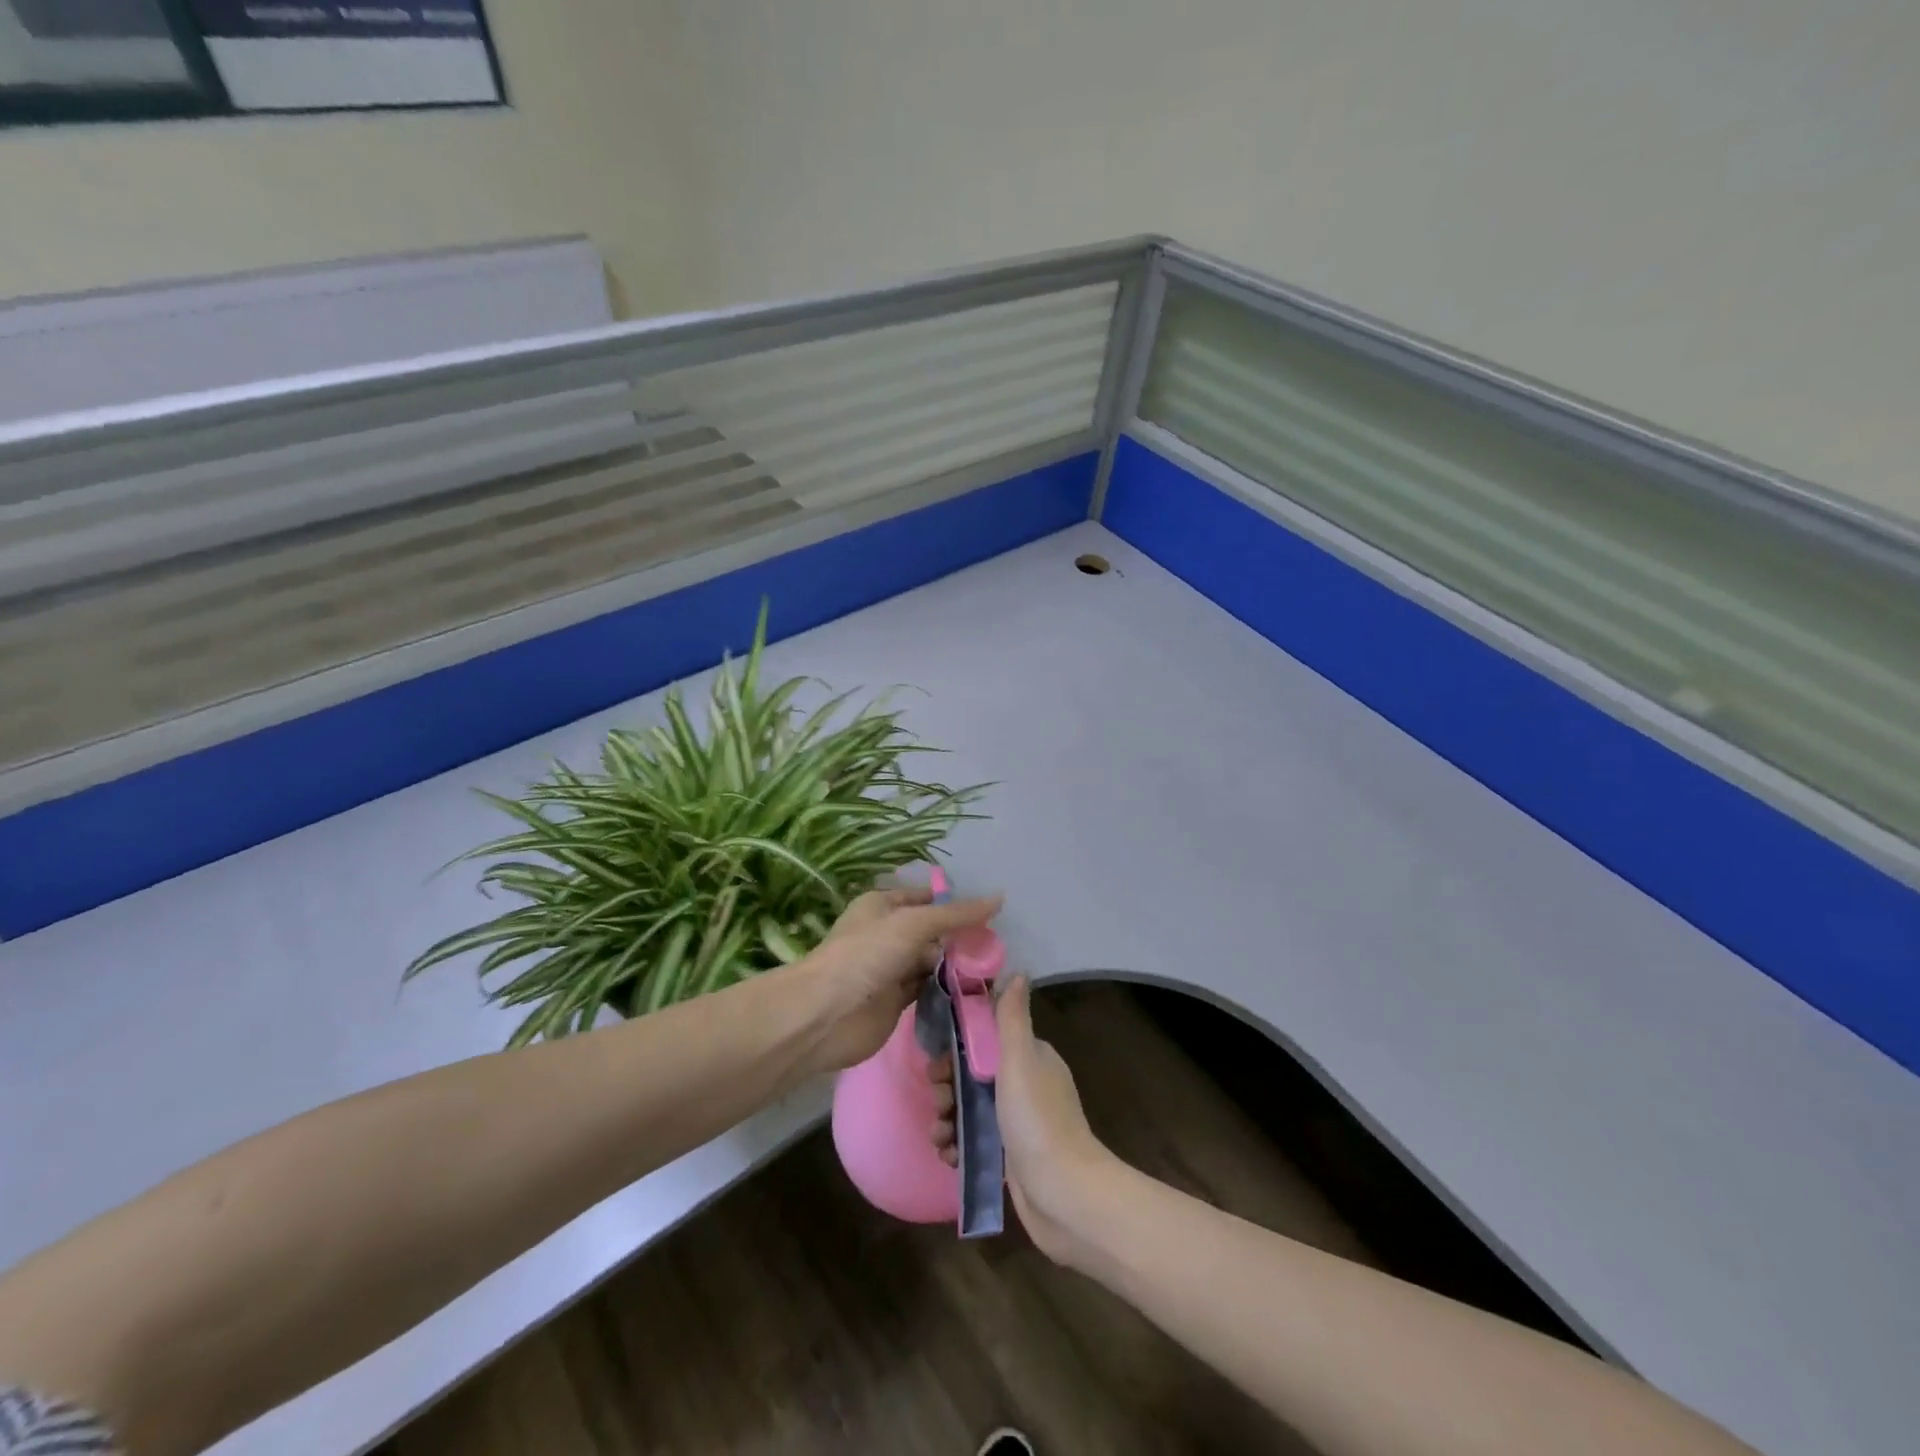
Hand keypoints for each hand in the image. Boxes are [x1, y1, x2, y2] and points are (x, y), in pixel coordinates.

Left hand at [783, 883, 1001, 1074]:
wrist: (826, 1015)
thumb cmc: (867, 954)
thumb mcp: (914, 923)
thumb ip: (956, 915)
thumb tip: (1000, 898)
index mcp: (883, 906)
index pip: (926, 898)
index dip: (954, 904)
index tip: (992, 914)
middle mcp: (888, 934)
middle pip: (932, 932)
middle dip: (961, 938)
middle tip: (999, 947)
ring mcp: (891, 969)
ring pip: (933, 962)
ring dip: (958, 966)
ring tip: (996, 969)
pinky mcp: (897, 1002)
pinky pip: (929, 989)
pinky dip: (948, 990)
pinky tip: (976, 991)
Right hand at [931, 974, 1117, 1265]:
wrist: (1064, 1195)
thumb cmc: (1037, 1120)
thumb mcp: (1020, 1061)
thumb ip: (1012, 1018)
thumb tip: (1017, 970)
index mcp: (1031, 1058)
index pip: (986, 1040)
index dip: (958, 1048)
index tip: (937, 1062)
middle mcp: (1026, 1084)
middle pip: (974, 1075)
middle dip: (949, 1088)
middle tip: (938, 1103)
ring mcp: (1019, 1122)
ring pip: (972, 1110)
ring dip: (949, 1119)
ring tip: (938, 1136)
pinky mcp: (1012, 1156)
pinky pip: (976, 1141)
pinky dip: (959, 1145)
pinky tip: (948, 1156)